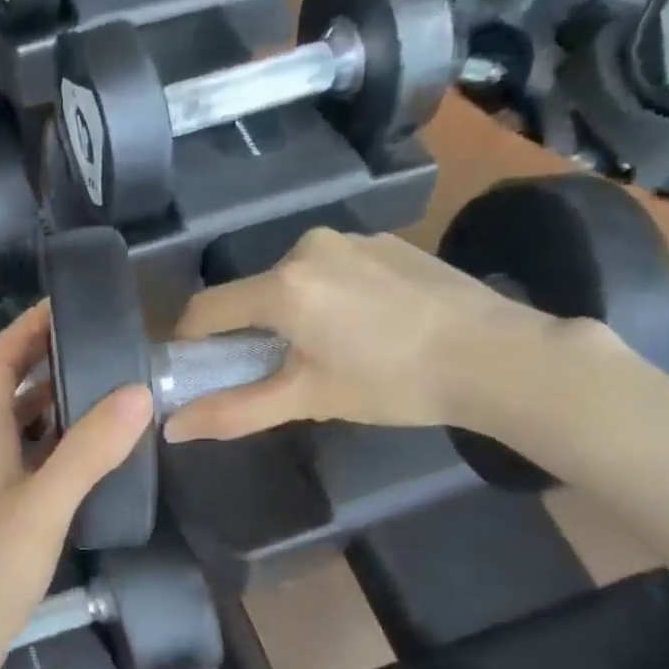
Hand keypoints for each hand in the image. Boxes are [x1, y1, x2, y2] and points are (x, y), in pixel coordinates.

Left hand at [0, 304, 152, 668]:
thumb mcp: (45, 505)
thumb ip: (89, 451)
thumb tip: (137, 393)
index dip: (24, 330)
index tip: (64, 306)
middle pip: (9, 391)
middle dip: (46, 360)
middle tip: (100, 346)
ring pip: (23, 429)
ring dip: (56, 404)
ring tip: (106, 392)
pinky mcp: (6, 517)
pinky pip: (36, 463)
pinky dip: (62, 447)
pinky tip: (96, 458)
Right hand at [162, 227, 568, 441]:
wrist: (495, 355)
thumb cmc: (392, 382)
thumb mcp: (307, 399)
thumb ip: (234, 411)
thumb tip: (172, 429)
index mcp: (282, 286)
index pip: (205, 310)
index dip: (189, 344)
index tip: (196, 373)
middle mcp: (307, 247)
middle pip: (250, 295)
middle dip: (247, 334)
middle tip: (273, 374)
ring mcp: (350, 239)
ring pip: (291, 282)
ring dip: (288, 316)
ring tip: (325, 353)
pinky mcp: (384, 243)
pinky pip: (331, 271)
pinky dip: (327, 298)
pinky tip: (364, 329)